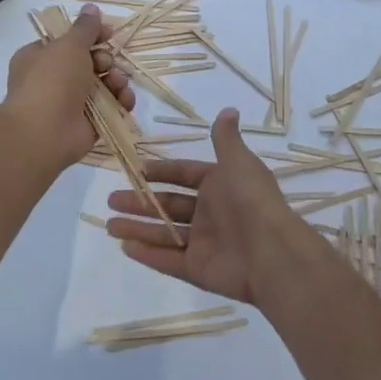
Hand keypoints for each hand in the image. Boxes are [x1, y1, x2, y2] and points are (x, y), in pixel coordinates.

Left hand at [1, 5, 133, 172]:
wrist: (44, 132)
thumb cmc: (52, 80)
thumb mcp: (69, 45)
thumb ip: (85, 28)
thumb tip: (91, 7)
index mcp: (40, 57)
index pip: (68, 41)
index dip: (90, 35)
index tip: (109, 33)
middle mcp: (53, 79)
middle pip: (89, 63)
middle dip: (105, 60)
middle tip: (107, 62)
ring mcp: (69, 103)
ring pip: (102, 85)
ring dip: (116, 81)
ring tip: (118, 84)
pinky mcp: (86, 124)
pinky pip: (108, 108)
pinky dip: (120, 103)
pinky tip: (126, 101)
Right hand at [104, 109, 327, 307]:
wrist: (272, 252)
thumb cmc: (250, 199)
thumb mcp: (237, 161)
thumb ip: (226, 138)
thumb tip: (229, 109)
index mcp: (220, 185)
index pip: (185, 175)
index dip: (162, 172)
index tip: (137, 170)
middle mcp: (211, 213)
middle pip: (169, 205)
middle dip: (140, 202)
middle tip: (111, 200)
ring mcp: (204, 243)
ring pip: (164, 233)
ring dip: (137, 228)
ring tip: (109, 225)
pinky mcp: (199, 270)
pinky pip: (169, 260)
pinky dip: (148, 254)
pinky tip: (125, 247)